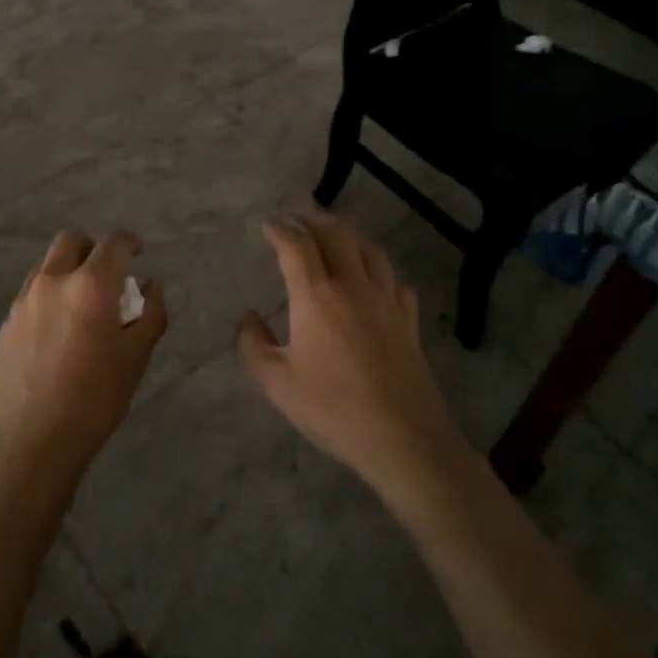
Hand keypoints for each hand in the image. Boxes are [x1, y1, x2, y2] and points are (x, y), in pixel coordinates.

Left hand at [0, 230, 167, 488]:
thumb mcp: (136, 358)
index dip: (130, 243)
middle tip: (107, 275)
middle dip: (93, 249)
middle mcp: (53, 281)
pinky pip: (31, 293)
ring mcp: (24, 301)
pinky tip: (57, 332)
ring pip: (47, 266)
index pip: (114, 244)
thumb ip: (151, 314)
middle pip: (72, 241)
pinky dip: (49, 297)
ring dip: (68, 271)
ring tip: (81, 306)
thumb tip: (151, 287)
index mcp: (91, 286)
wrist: (32, 441)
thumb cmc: (95, 399)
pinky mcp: (7, 323)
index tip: (138, 254)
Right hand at [238, 213, 465, 505]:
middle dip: (314, 219)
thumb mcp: (278, 384)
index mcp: (316, 296)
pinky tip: (373, 280)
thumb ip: (253, 345)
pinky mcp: (409, 320)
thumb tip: (248, 318)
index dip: (279, 229)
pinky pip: (394, 280)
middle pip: (336, 233)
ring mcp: (386, 300)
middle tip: (297, 219)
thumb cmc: (333, 410)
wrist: (404, 439)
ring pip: (369, 250)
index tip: (267, 226)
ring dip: (347, 235)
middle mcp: (353, 286)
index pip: (296, 245)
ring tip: (334, 236)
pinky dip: (378, 269)